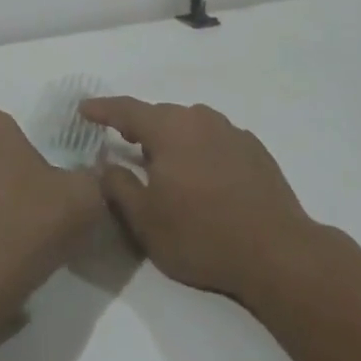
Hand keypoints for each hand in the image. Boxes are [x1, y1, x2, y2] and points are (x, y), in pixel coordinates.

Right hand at [80, 97, 319, 303]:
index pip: (127, 110)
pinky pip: (215, 139)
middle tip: (123, 142)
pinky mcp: (255, 149)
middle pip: (160, 115)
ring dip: (172, 138)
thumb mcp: (146, 220)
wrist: (277, 252)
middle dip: (139, 126)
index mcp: (169, 129)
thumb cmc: (202, 235)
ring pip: (190, 125)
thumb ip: (118, 186)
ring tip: (164, 161)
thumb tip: (105, 163)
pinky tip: (203, 175)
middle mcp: (200, 120)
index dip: (102, 109)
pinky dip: (200, 149)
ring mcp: (232, 132)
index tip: (84, 109)